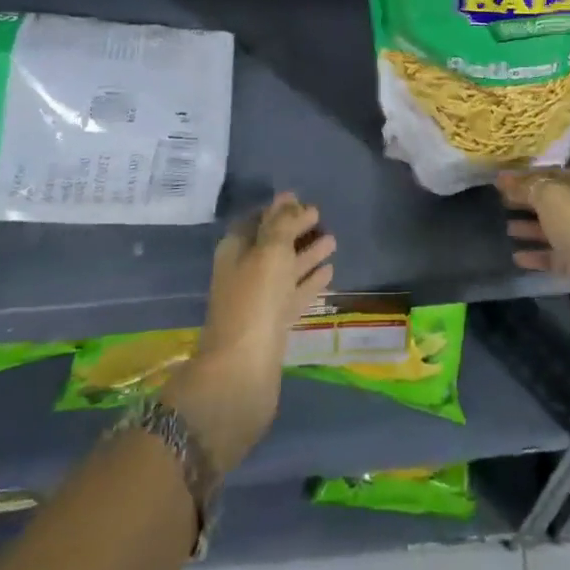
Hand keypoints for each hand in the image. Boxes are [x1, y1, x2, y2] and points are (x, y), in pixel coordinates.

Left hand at [162, 192, 335, 474]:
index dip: (278, 210)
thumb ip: (282, 224)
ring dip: (307, 255)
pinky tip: (329, 272)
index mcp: (235, 251)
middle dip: (295, 230)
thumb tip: (289, 198)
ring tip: (333, 240)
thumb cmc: (254, 300)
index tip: (301, 200)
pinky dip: (310, 282)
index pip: (257, 221)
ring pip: (286, 270)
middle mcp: (244, 273)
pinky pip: (294, 294)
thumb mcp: (269, 252)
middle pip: (273, 244)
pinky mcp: (274, 325)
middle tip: (322, 217)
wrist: (243, 371)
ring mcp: (259, 301)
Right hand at [499, 168, 569, 338]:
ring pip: (555, 228)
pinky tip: (517, 257)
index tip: (501, 180)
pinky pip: (557, 256)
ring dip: (531, 228)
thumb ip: (528, 187)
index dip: (527, 175)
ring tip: (506, 228)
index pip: (553, 173)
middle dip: (529, 200)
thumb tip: (506, 179)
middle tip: (500, 201)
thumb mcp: (552, 198)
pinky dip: (538, 255)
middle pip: (554, 200)